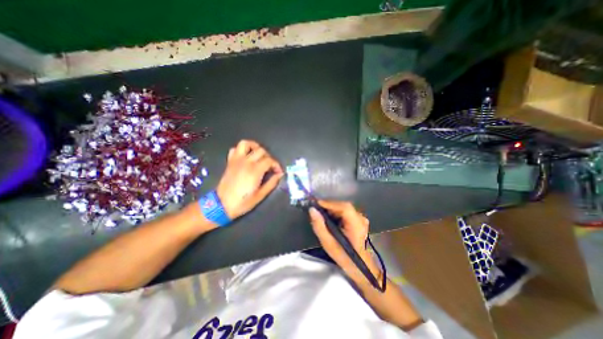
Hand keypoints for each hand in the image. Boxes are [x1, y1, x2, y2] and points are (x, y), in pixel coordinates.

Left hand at [216, 138, 284, 219]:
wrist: (221, 205)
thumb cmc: (242, 202)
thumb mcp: (260, 195)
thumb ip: (272, 183)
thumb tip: (279, 175)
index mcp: (255, 171)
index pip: (270, 160)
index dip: (276, 165)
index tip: (278, 172)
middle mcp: (246, 162)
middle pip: (261, 151)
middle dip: (269, 157)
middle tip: (270, 166)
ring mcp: (236, 160)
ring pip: (246, 144)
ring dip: (254, 147)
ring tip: (259, 155)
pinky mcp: (230, 162)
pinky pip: (235, 149)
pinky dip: (241, 150)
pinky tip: (246, 156)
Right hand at [307, 200, 374, 275]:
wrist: (360, 266)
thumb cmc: (344, 257)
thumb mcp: (328, 244)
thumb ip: (319, 226)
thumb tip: (312, 210)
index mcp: (356, 225)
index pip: (344, 207)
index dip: (329, 203)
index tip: (315, 204)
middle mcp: (361, 218)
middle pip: (343, 206)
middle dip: (329, 206)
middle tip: (316, 210)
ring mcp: (361, 218)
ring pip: (344, 208)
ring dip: (332, 209)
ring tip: (321, 215)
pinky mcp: (359, 219)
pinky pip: (346, 211)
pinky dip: (336, 212)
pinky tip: (330, 219)